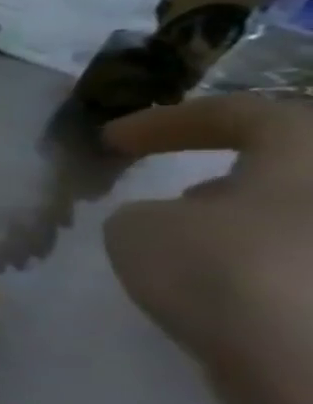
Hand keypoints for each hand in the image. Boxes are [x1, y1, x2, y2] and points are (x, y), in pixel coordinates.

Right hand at [104, 95, 312, 403]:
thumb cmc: (226, 272)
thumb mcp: (137, 228)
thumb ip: (148, 211)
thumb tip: (176, 218)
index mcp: (310, 148)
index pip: (238, 113)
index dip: (165, 122)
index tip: (110, 140)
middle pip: (292, 163)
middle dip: (230, 174)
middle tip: (172, 196)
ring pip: (303, 215)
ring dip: (253, 221)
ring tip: (199, 246)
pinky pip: (309, 263)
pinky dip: (275, 264)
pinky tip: (236, 290)